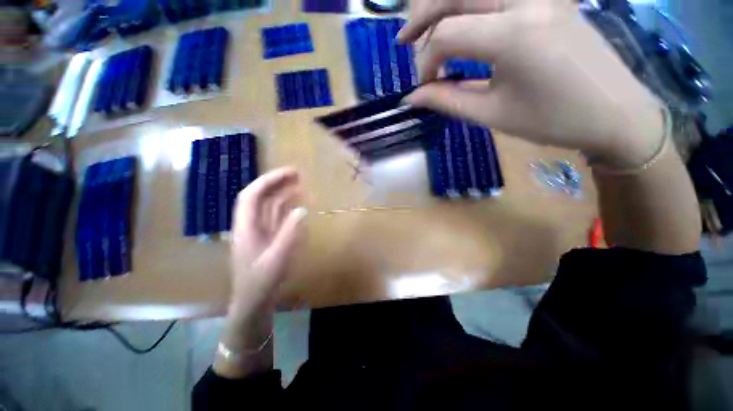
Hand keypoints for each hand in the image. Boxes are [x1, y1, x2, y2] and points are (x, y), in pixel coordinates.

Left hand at [215, 168, 306, 377]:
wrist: (253, 302)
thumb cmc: (261, 282)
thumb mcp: (278, 259)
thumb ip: (290, 233)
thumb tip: (302, 209)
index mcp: (246, 227)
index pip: (252, 195)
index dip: (269, 181)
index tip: (289, 173)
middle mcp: (250, 225)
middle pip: (260, 197)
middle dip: (277, 182)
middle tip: (297, 174)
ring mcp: (259, 231)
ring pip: (269, 205)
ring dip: (283, 193)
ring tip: (299, 184)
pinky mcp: (268, 237)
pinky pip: (276, 217)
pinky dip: (286, 207)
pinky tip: (297, 204)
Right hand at [399, 0, 664, 168]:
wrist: (615, 113)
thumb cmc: (552, 120)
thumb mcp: (492, 114)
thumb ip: (447, 101)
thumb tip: (414, 98)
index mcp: (514, 35)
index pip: (447, 35)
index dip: (426, 62)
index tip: (424, 87)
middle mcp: (526, 1)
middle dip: (422, 15)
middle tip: (404, 41)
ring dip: (444, 3)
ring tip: (424, 26)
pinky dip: (471, 4)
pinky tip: (461, 19)